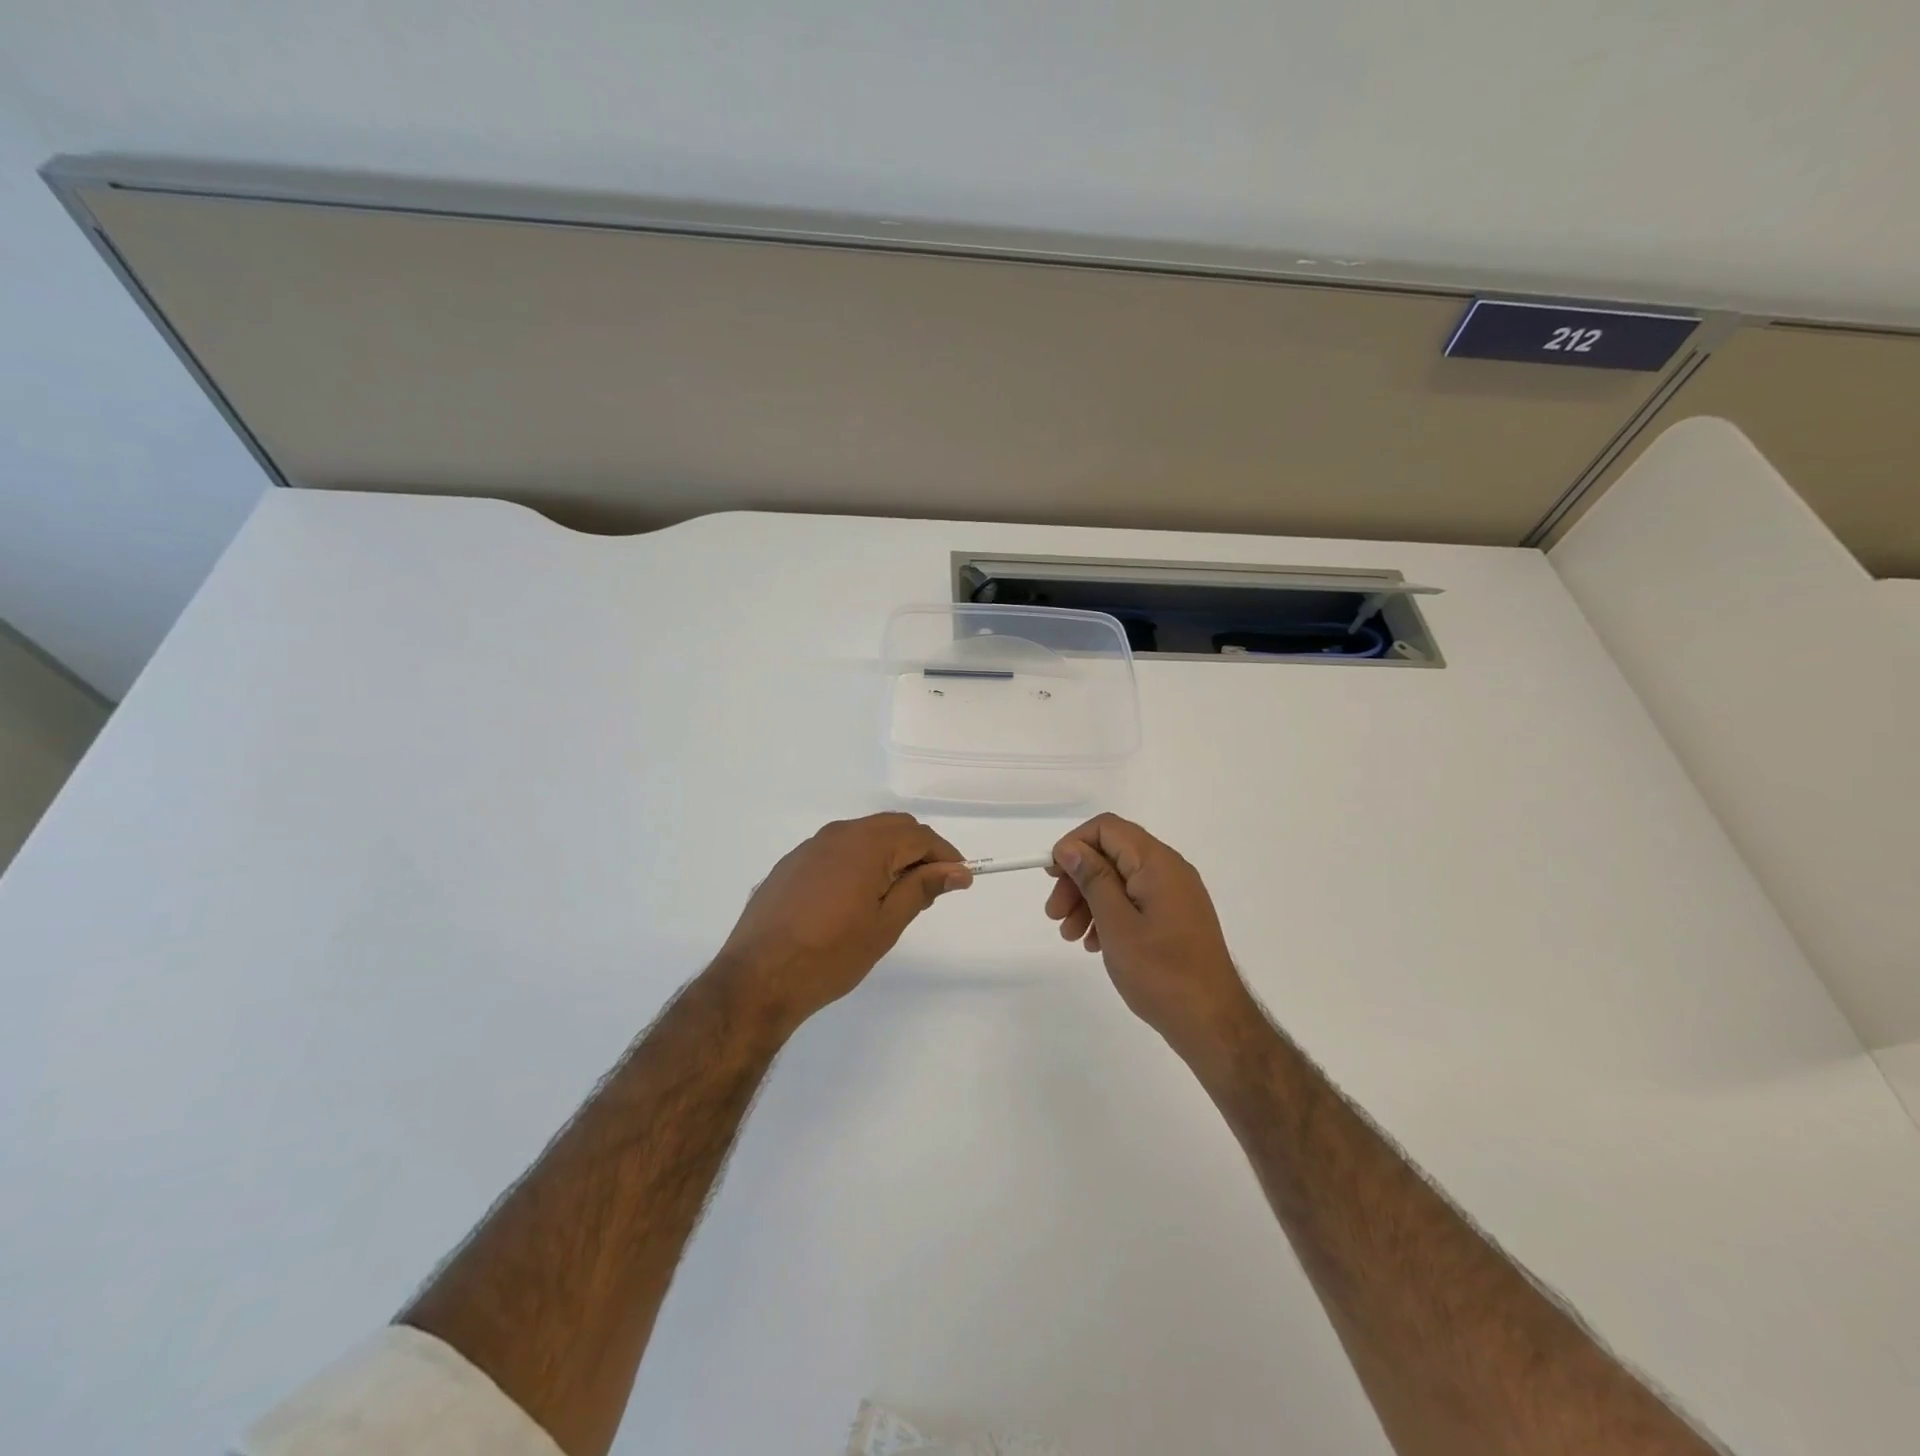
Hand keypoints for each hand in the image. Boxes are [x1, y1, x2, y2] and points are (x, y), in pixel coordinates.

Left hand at [716, 813, 970, 1031]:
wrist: (757, 978)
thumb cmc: (830, 955)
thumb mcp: (885, 925)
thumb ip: (921, 889)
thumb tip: (956, 870)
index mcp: (866, 844)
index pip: (919, 836)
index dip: (945, 856)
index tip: (960, 881)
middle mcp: (838, 834)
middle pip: (892, 828)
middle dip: (918, 851)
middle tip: (931, 888)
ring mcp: (810, 847)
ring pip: (863, 836)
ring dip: (889, 855)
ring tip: (896, 895)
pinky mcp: (791, 864)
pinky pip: (837, 850)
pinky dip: (859, 862)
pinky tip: (856, 897)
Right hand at [1045, 814, 1257, 1058]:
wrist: (1213, 1023)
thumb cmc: (1161, 972)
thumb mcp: (1117, 924)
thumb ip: (1093, 880)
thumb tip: (1070, 847)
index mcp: (1157, 863)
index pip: (1107, 828)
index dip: (1074, 844)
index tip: (1052, 876)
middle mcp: (1169, 869)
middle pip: (1111, 854)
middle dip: (1077, 879)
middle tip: (1054, 915)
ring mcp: (1175, 894)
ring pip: (1120, 879)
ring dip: (1088, 900)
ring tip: (1070, 936)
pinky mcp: (1175, 916)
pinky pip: (1134, 901)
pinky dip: (1109, 914)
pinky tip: (1094, 943)